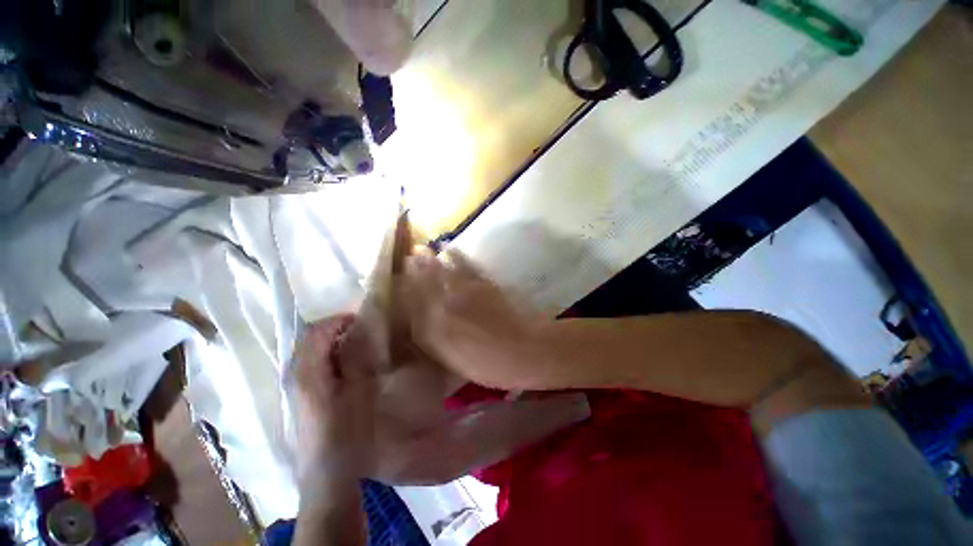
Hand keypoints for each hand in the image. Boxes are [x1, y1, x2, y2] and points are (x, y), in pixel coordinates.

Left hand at [292, 314, 377, 483]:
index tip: (362, 320)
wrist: (327, 474)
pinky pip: (312, 363)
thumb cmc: (347, 431)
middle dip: (335, 328)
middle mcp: (295, 374)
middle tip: (361, 330)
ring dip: (332, 341)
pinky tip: (345, 364)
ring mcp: (295, 386)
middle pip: (309, 338)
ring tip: (356, 344)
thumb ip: (356, 358)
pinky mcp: (301, 396)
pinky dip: (328, 355)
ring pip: (310, 350)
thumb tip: (357, 332)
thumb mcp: (359, 390)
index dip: (339, 320)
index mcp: (308, 371)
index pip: (317, 331)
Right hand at [400, 249, 549, 389]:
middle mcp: (445, 307)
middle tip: (408, 258)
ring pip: (442, 272)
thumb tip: (420, 326)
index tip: (398, 281)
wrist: (524, 350)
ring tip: (422, 249)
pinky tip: (450, 249)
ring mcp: (465, 292)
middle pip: (424, 284)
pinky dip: (457, 256)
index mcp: (436, 331)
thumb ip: (434, 343)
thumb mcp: (455, 363)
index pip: (413, 306)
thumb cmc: (489, 365)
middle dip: (414, 271)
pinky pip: (465, 266)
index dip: (404, 292)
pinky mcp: (484, 284)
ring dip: (431, 260)